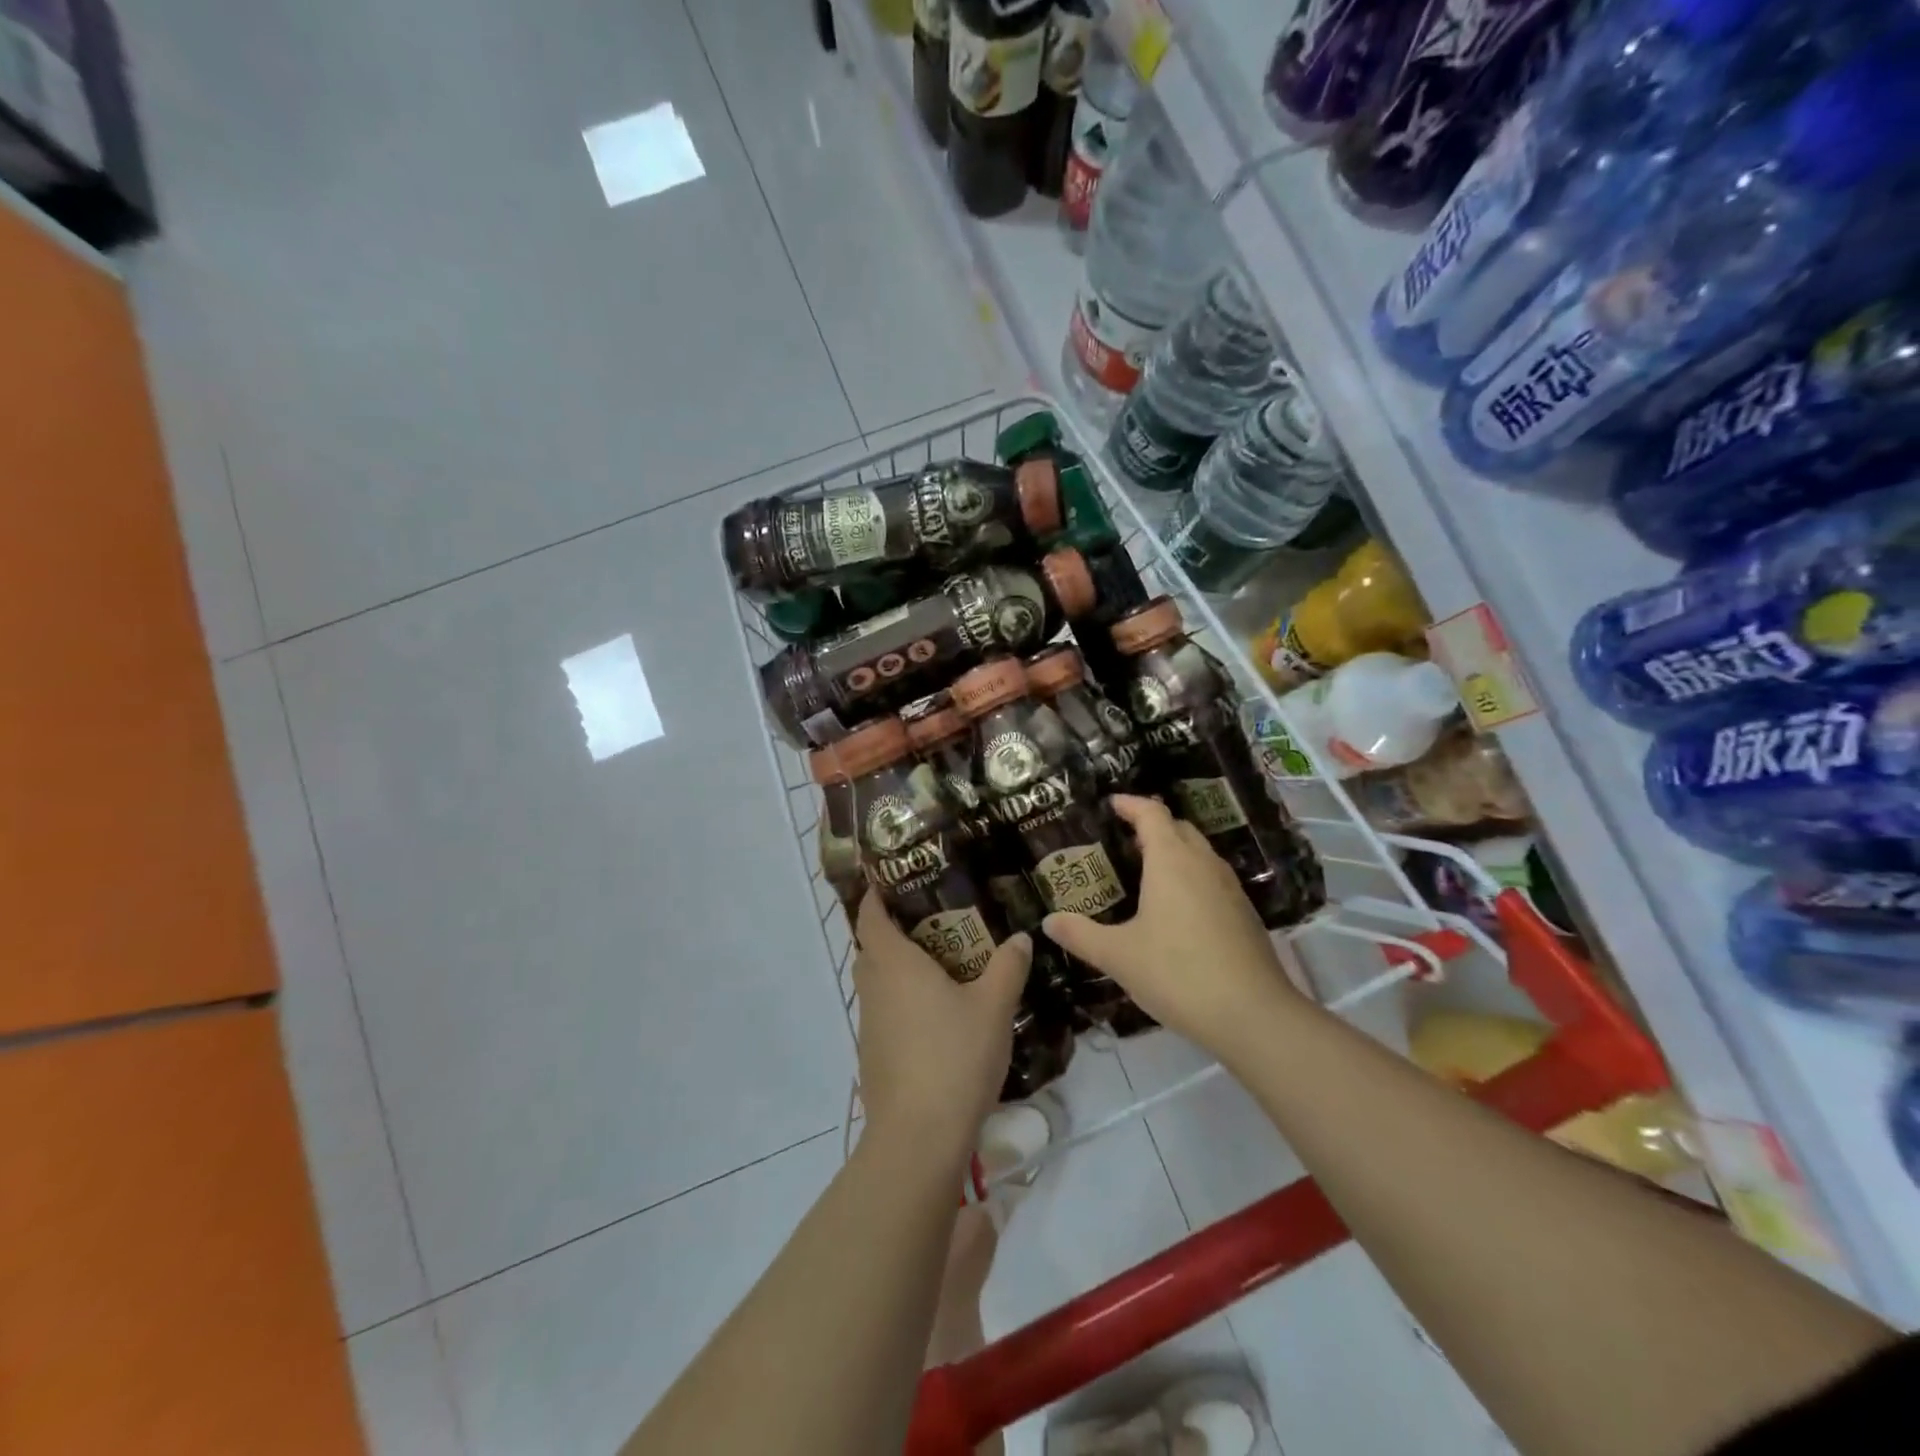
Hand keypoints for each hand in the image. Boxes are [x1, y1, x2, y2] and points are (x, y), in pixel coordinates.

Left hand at [852, 893, 1030, 1162]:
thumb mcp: (993, 1007)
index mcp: (894, 964)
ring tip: (938, 966)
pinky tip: (934, 1016)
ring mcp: (869, 1025)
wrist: (918, 1137)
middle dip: (891, 931)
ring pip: (876, 983)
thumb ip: (1007, 967)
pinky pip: (883, 1012)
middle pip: (871, 948)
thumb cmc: (954, 1056)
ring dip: (897, 969)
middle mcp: (874, 988)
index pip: (870, 916)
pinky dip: (901, 1002)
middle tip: (931, 921)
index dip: (875, 895)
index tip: (892, 880)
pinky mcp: (873, 1055)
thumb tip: (1020, 938)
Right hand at [1043, 795, 1298, 1053]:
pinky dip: (1191, 878)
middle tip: (1123, 838)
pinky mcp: (1244, 914)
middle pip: (1179, 828)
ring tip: (1147, 871)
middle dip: (1152, 825)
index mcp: (1171, 861)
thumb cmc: (1177, 973)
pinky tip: (1176, 910)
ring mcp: (1230, 888)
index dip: (1130, 804)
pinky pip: (1212, 879)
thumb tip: (1048, 921)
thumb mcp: (1118, 956)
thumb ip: (1081, 935)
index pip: (1151, 814)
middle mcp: (1203, 864)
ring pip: (1200, 853)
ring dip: (1175, 851)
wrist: (1253, 1015)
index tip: (1111, 803)